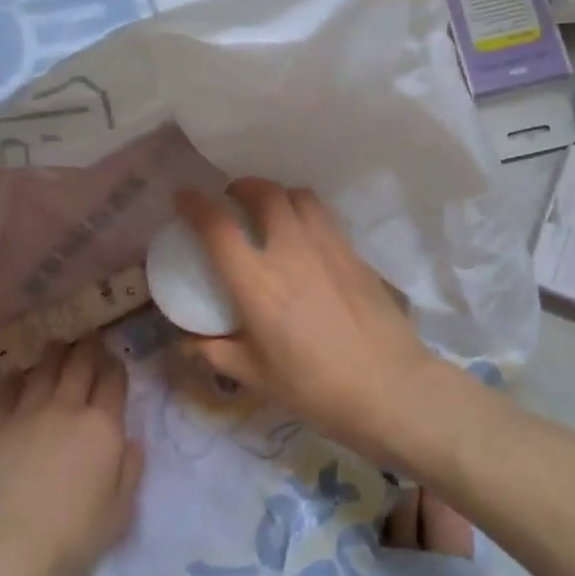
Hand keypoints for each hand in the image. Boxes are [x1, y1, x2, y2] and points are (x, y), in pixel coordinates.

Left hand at [0, 336, 143, 575]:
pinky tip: (18, 375)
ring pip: (43, 369)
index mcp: (102, 427)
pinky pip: (6, 390)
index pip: (114, 382)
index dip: (115, 366)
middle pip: (79, 364)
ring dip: (54, 354)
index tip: (114, 360)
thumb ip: (130, 470)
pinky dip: (16, 378)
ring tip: (57, 345)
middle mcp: (66, 409)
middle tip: (88, 338)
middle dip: (87, 347)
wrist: (4, 549)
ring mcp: (26, 413)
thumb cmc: (71, 537)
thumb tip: (132, 441)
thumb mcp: (120, 511)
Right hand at [173, 179, 441, 463]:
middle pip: (265, 192)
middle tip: (233, 201)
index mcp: (257, 282)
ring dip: (278, 195)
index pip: (218, 226)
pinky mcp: (355, 254)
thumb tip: (187, 344)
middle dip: (243, 187)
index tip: (184, 197)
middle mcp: (291, 251)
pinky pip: (325, 217)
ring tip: (272, 213)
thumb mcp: (257, 377)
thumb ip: (217, 353)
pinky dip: (306, 215)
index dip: (195, 204)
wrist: (390, 387)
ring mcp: (328, 247)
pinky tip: (307, 241)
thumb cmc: (316, 388)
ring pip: (300, 196)